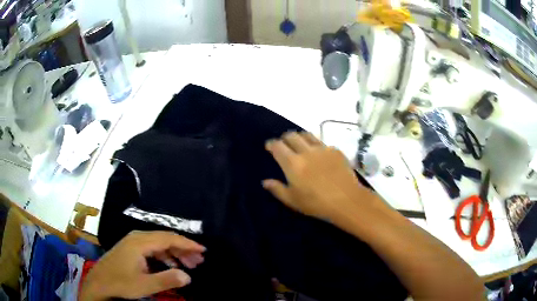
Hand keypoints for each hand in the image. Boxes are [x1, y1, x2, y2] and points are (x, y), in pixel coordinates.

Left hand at [79, 231, 205, 300]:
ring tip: (190, 264)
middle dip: (183, 249)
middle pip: (165, 238)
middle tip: (199, 260)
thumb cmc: (121, 283)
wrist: (99, 282)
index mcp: (140, 242)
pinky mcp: (131, 249)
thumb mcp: (144, 285)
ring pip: (159, 243)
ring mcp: (133, 242)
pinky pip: (153, 248)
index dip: (187, 244)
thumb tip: (188, 276)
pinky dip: (165, 256)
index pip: (168, 238)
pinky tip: (172, 265)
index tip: (203, 250)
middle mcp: (138, 238)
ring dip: (175, 253)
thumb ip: (167, 280)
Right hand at [263, 132, 385, 220]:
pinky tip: (319, 154)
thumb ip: (277, 189)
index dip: (271, 144)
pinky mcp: (335, 150)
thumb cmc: (316, 203)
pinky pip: (322, 142)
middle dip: (284, 138)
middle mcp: (306, 151)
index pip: (278, 146)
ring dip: (300, 137)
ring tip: (300, 143)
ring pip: (307, 135)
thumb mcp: (293, 201)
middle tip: (284, 144)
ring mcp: (322, 149)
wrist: (346, 200)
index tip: (269, 146)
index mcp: (292, 163)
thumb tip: (265, 182)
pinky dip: (316, 145)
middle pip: (292, 136)